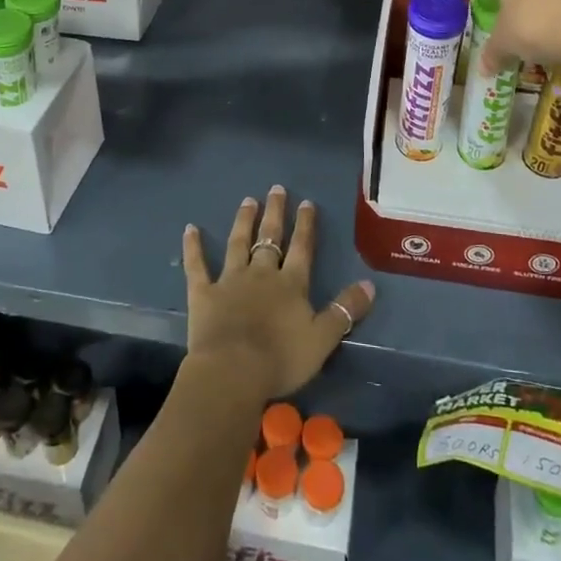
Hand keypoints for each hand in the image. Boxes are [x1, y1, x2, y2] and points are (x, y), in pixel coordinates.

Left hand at [181, 186, 374, 401]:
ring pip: (238, 243)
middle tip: (276, 189)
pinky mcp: (203, 293)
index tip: (306, 203)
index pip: (301, 248)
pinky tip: (190, 228)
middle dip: (275, 213)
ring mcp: (230, 280)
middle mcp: (261, 274)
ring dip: (243, 221)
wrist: (232, 372)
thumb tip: (370, 284)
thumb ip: (345, 310)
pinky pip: (197, 266)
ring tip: (247, 201)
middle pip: (270, 238)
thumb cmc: (281, 359)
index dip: (305, 225)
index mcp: (290, 284)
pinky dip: (193, 247)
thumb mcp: (323, 338)